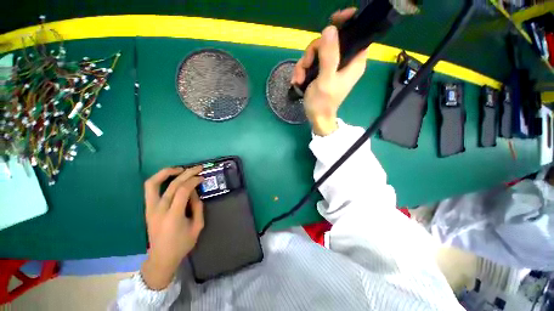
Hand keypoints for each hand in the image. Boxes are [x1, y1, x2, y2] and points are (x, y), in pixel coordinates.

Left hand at [141, 166, 204, 289]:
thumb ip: (198, 207)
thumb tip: (195, 192)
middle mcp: (159, 210)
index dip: (194, 180)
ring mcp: (150, 209)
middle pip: (172, 184)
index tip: (202, 177)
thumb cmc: (182, 244)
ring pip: (153, 183)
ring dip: (167, 172)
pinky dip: (160, 179)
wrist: (161, 258)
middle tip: (197, 168)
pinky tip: (171, 177)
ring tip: (180, 169)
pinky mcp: (147, 209)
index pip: (183, 190)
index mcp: (173, 216)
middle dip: (187, 173)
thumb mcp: (197, 226)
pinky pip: (150, 189)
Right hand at [292, 8, 367, 135]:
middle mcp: (344, 61)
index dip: (346, 24)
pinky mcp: (322, 71)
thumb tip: (330, 29)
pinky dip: (302, 70)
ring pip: (317, 52)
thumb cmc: (323, 103)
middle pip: (329, 41)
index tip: (333, 20)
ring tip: (298, 79)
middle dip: (313, 52)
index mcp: (354, 61)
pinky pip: (311, 62)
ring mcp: (331, 66)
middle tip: (305, 66)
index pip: (356, 34)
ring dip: (304, 64)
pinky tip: (297, 80)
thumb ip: (329, 56)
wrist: (316, 118)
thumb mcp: (325, 80)